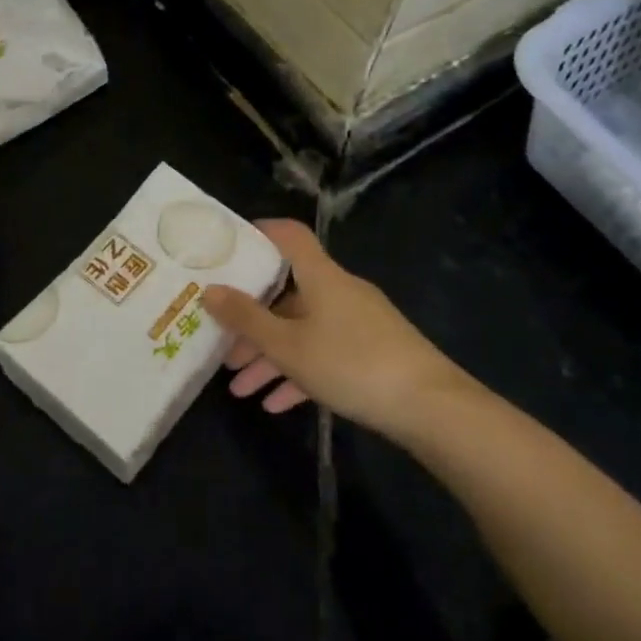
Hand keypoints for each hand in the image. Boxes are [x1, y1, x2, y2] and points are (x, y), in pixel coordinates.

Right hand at [203, 220, 474, 445]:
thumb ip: (246, 319)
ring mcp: (359, 323)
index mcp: (321, 277)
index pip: (289, 236)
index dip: (260, 233)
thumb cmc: (351, 364)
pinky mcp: (373, 352)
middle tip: (224, 348)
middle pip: (288, 296)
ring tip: (241, 390)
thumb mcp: (288, 346)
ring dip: (271, 357)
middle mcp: (340, 292)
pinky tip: (277, 404)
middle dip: (253, 324)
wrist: (430, 407)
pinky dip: (299, 373)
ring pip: (303, 331)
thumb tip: (209, 290)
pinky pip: (325, 354)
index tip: (228, 247)